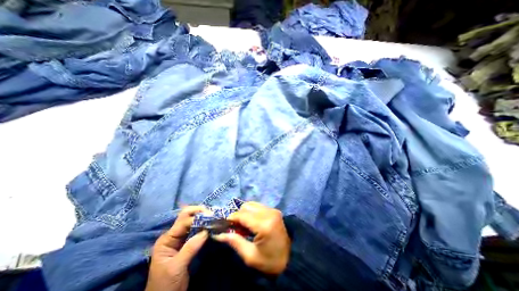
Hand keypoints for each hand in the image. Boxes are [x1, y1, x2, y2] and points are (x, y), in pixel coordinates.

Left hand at [144, 204, 211, 290]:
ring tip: (214, 217)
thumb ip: (190, 247)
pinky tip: (211, 225)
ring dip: (203, 218)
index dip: (198, 217)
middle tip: (213, 213)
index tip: (211, 216)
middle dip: (200, 212)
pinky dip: (203, 226)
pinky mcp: (186, 242)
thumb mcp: (177, 267)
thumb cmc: (166, 284)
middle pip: (186, 217)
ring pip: (192, 222)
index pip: (183, 222)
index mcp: (166, 239)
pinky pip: (195, 230)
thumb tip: (206, 231)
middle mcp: (173, 235)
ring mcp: (179, 238)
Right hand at [212, 202, 290, 274]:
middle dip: (238, 215)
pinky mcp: (274, 210)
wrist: (291, 258)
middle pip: (246, 206)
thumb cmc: (270, 261)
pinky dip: (252, 212)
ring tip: (244, 225)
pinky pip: (258, 206)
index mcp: (264, 225)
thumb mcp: (250, 256)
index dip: (231, 218)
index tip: (224, 225)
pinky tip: (252, 222)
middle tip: (235, 227)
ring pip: (252, 204)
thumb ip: (235, 241)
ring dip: (245, 213)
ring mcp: (273, 210)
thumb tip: (218, 234)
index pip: (242, 215)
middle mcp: (269, 213)